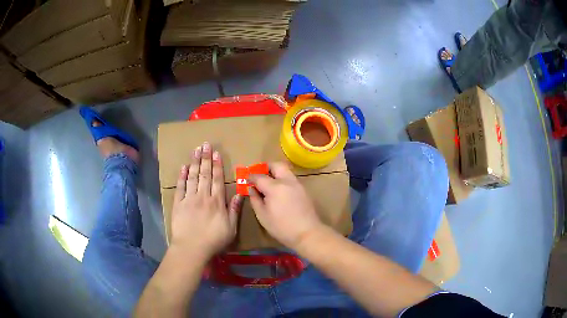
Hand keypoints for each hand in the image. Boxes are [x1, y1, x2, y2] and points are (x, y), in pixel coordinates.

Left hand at [170, 142, 242, 258]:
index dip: (217, 165)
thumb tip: (239, 194)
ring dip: (194, 162)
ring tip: (196, 150)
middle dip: (205, 158)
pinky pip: (180, 187)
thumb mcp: (231, 228)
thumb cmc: (213, 240)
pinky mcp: (178, 204)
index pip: (217, 179)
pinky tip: (183, 167)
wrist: (192, 248)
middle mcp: (203, 196)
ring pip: (193, 177)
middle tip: (205, 144)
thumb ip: (234, 210)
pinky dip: (182, 176)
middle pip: (204, 174)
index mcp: (216, 202)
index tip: (216, 153)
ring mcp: (189, 199)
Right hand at [248, 162, 322, 248]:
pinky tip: (279, 191)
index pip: (259, 176)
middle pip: (276, 165)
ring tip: (268, 184)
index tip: (246, 179)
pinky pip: (291, 178)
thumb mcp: (262, 216)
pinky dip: (283, 179)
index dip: (251, 177)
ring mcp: (297, 184)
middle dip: (266, 167)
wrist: (307, 233)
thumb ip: (255, 199)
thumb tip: (251, 189)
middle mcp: (287, 181)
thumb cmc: (281, 227)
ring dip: (275, 172)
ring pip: (285, 170)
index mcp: (275, 187)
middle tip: (259, 175)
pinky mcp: (304, 190)